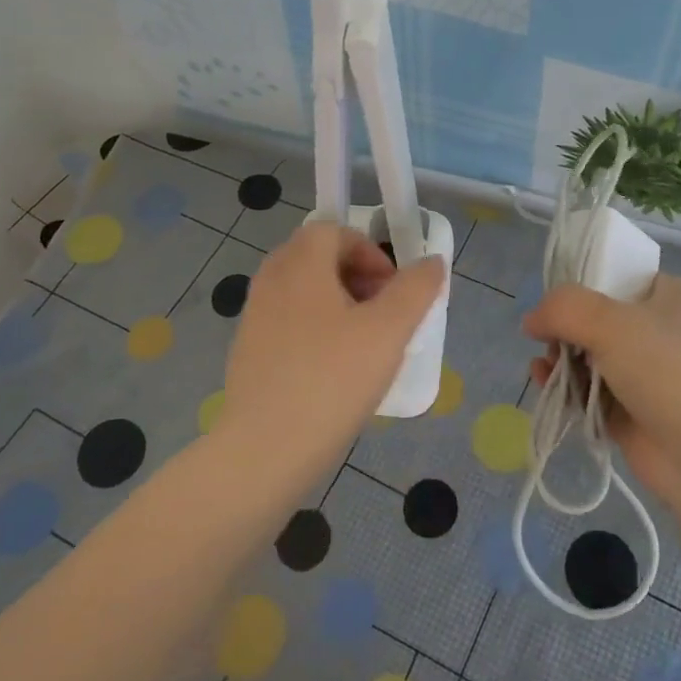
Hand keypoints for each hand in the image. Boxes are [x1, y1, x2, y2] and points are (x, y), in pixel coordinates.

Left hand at [223, 223, 446, 452]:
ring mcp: (254, 318)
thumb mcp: (389, 331)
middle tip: (381, 313)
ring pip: (301, 291)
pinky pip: (287, 322)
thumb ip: (416, 289)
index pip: (333, 230)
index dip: (369, 251)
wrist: (266, 450)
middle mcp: (271, 281)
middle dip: (355, 276)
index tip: (392, 290)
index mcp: (300, 265)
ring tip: (362, 343)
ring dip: (336, 303)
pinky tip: (333, 371)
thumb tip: (432, 261)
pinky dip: (315, 329)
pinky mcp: (248, 352)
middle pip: (315, 257)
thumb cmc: (333, 380)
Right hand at [524, 274, 680, 508]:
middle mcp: (657, 333)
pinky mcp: (631, 413)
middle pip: (596, 320)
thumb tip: (531, 321)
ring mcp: (645, 376)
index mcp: (666, 298)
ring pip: (589, 359)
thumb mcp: (611, 322)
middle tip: (550, 342)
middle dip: (564, 329)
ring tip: (543, 369)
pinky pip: (589, 394)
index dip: (582, 284)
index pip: (617, 276)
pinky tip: (547, 387)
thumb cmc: (667, 371)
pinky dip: (567, 390)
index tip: (555, 301)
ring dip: (560, 361)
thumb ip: (563, 309)